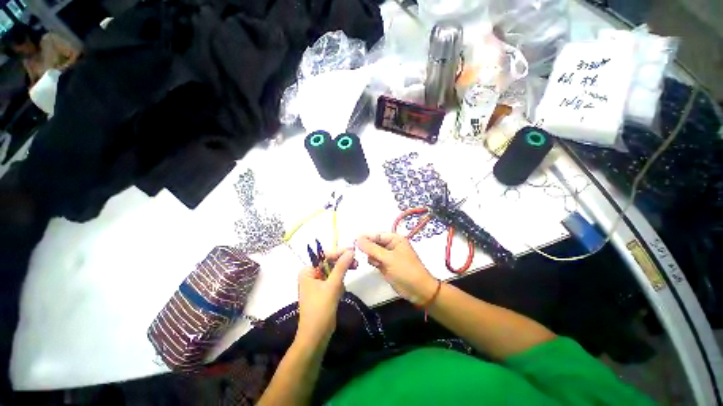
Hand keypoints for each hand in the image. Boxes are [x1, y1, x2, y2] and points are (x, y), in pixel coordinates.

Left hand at [296, 249, 354, 347]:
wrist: (316, 336)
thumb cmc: (321, 309)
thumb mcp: (332, 285)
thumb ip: (341, 266)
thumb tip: (350, 251)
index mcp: (308, 271)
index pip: (324, 256)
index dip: (338, 252)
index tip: (352, 250)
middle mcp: (311, 275)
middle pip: (329, 262)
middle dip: (342, 262)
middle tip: (356, 261)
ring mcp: (317, 283)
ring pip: (333, 271)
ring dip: (342, 272)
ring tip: (353, 270)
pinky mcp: (323, 291)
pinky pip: (333, 280)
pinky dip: (340, 281)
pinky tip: (343, 287)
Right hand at [356, 233, 437, 305]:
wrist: (418, 291)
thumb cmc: (405, 271)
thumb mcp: (388, 258)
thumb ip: (372, 249)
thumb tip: (357, 239)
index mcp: (395, 239)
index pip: (377, 235)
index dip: (366, 237)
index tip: (353, 242)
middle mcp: (391, 245)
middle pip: (374, 243)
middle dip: (368, 248)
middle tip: (359, 253)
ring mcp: (388, 256)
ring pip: (373, 252)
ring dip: (371, 256)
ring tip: (375, 262)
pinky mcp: (386, 265)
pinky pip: (376, 260)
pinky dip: (373, 262)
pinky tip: (376, 266)